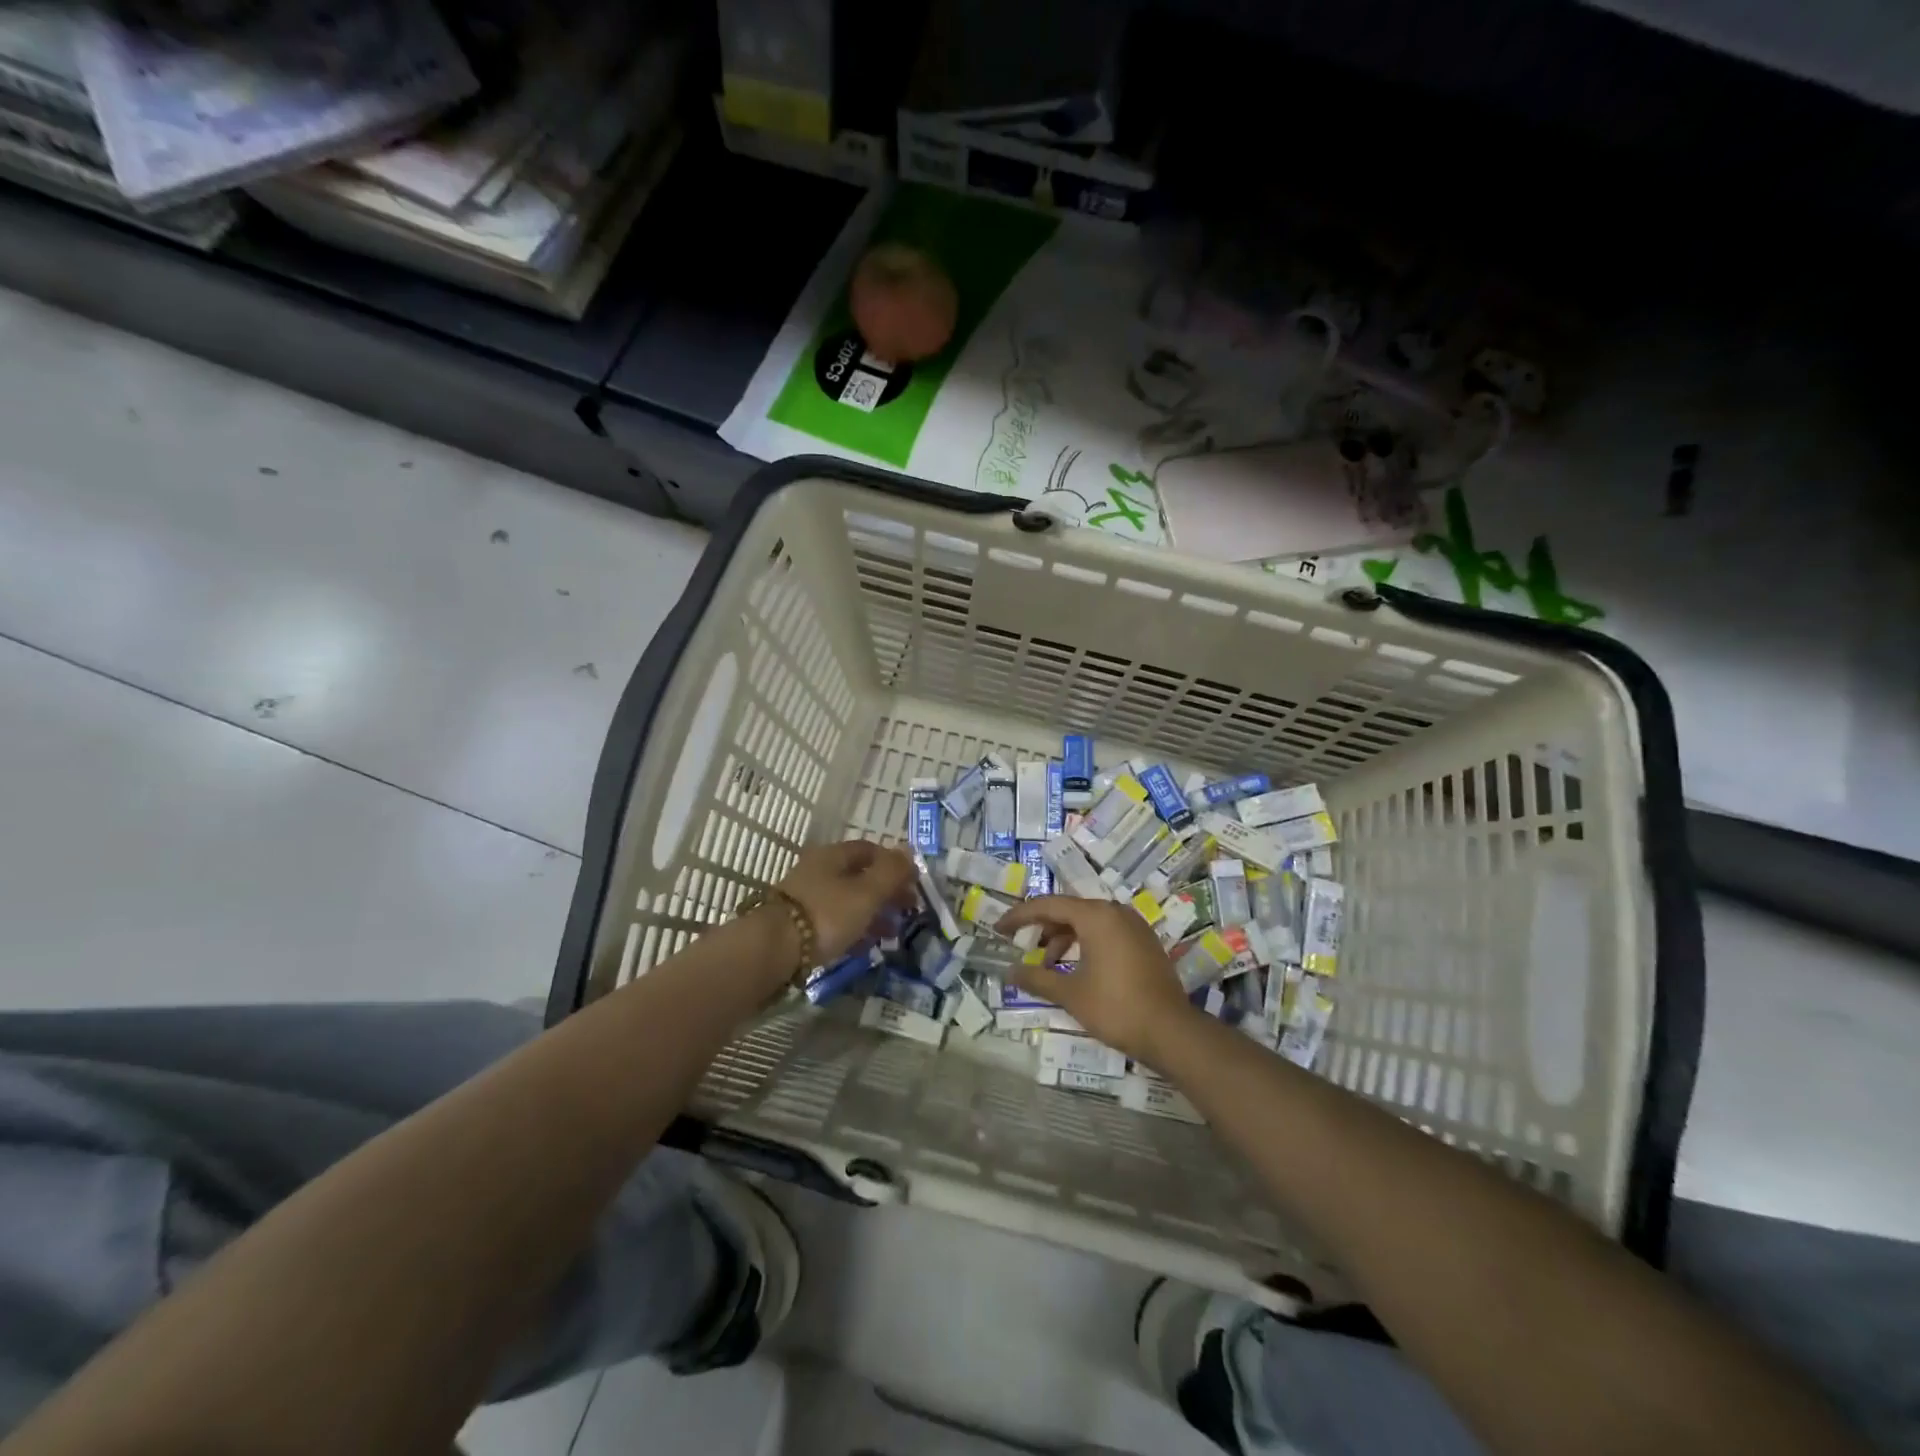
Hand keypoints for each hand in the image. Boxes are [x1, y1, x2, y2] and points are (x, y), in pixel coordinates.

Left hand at [776, 840, 917, 962]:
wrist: (774, 948)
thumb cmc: (827, 914)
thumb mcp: (867, 892)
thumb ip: (891, 871)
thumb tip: (909, 850)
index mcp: (834, 855)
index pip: (871, 850)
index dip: (895, 865)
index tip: (913, 885)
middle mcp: (818, 869)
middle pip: (859, 876)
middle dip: (886, 892)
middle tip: (906, 911)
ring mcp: (806, 896)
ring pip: (847, 899)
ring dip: (872, 912)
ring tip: (891, 933)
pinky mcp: (798, 923)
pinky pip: (834, 920)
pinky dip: (853, 928)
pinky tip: (865, 945)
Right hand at [995, 895, 1199, 1065]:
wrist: (1171, 1032)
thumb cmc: (1115, 1007)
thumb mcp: (1069, 994)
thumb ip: (1037, 978)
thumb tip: (1009, 972)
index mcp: (1096, 916)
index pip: (1048, 905)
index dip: (1019, 916)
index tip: (999, 928)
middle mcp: (1115, 912)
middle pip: (1069, 910)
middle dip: (1042, 927)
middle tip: (1021, 944)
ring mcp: (1134, 926)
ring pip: (1089, 922)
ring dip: (1064, 938)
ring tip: (1048, 965)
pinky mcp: (1144, 942)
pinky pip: (1106, 932)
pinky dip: (1086, 944)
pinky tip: (1076, 969)